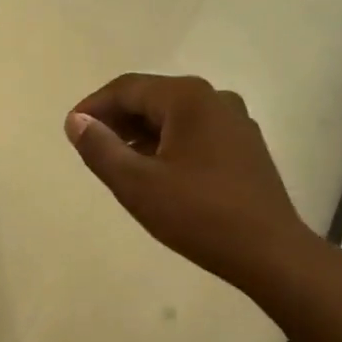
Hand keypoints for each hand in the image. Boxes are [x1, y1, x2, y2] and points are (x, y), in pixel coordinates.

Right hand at [66, 74, 314, 295]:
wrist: (270, 252)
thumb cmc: (199, 215)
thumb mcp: (137, 184)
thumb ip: (100, 148)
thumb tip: (76, 121)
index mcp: (188, 98)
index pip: (127, 88)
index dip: (94, 106)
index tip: (70, 130)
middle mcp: (215, 98)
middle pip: (153, 98)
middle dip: (118, 119)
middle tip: (90, 146)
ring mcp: (236, 121)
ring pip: (175, 116)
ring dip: (142, 132)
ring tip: (118, 161)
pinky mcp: (245, 146)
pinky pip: (196, 132)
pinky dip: (168, 143)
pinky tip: (156, 171)